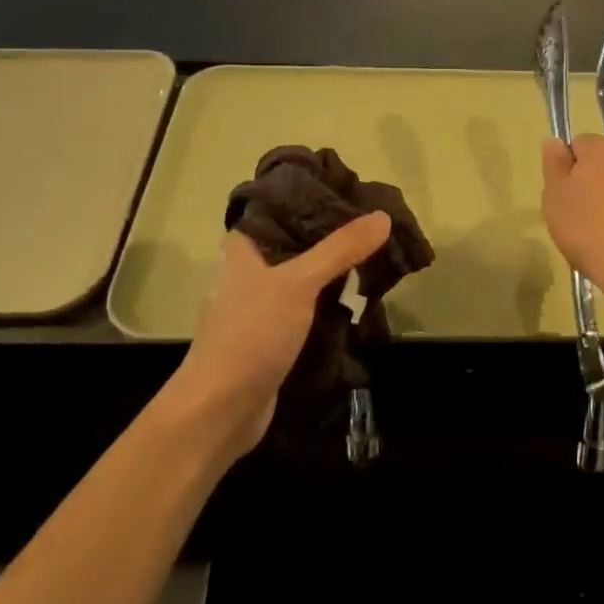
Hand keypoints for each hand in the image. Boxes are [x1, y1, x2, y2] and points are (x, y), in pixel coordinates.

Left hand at [175, 212, 391, 457]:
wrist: (220, 410)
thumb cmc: (251, 334)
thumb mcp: (299, 283)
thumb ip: (340, 249)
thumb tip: (383, 217)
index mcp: (241, 250)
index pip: (277, 210)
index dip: (310, 200)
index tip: (348, 194)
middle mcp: (246, 273)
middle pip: (294, 245)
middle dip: (330, 239)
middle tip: (371, 228)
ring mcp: (257, 308)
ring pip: (302, 280)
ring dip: (331, 274)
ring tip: (372, 259)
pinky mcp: (270, 338)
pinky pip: (305, 311)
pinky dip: (327, 306)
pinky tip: (356, 301)